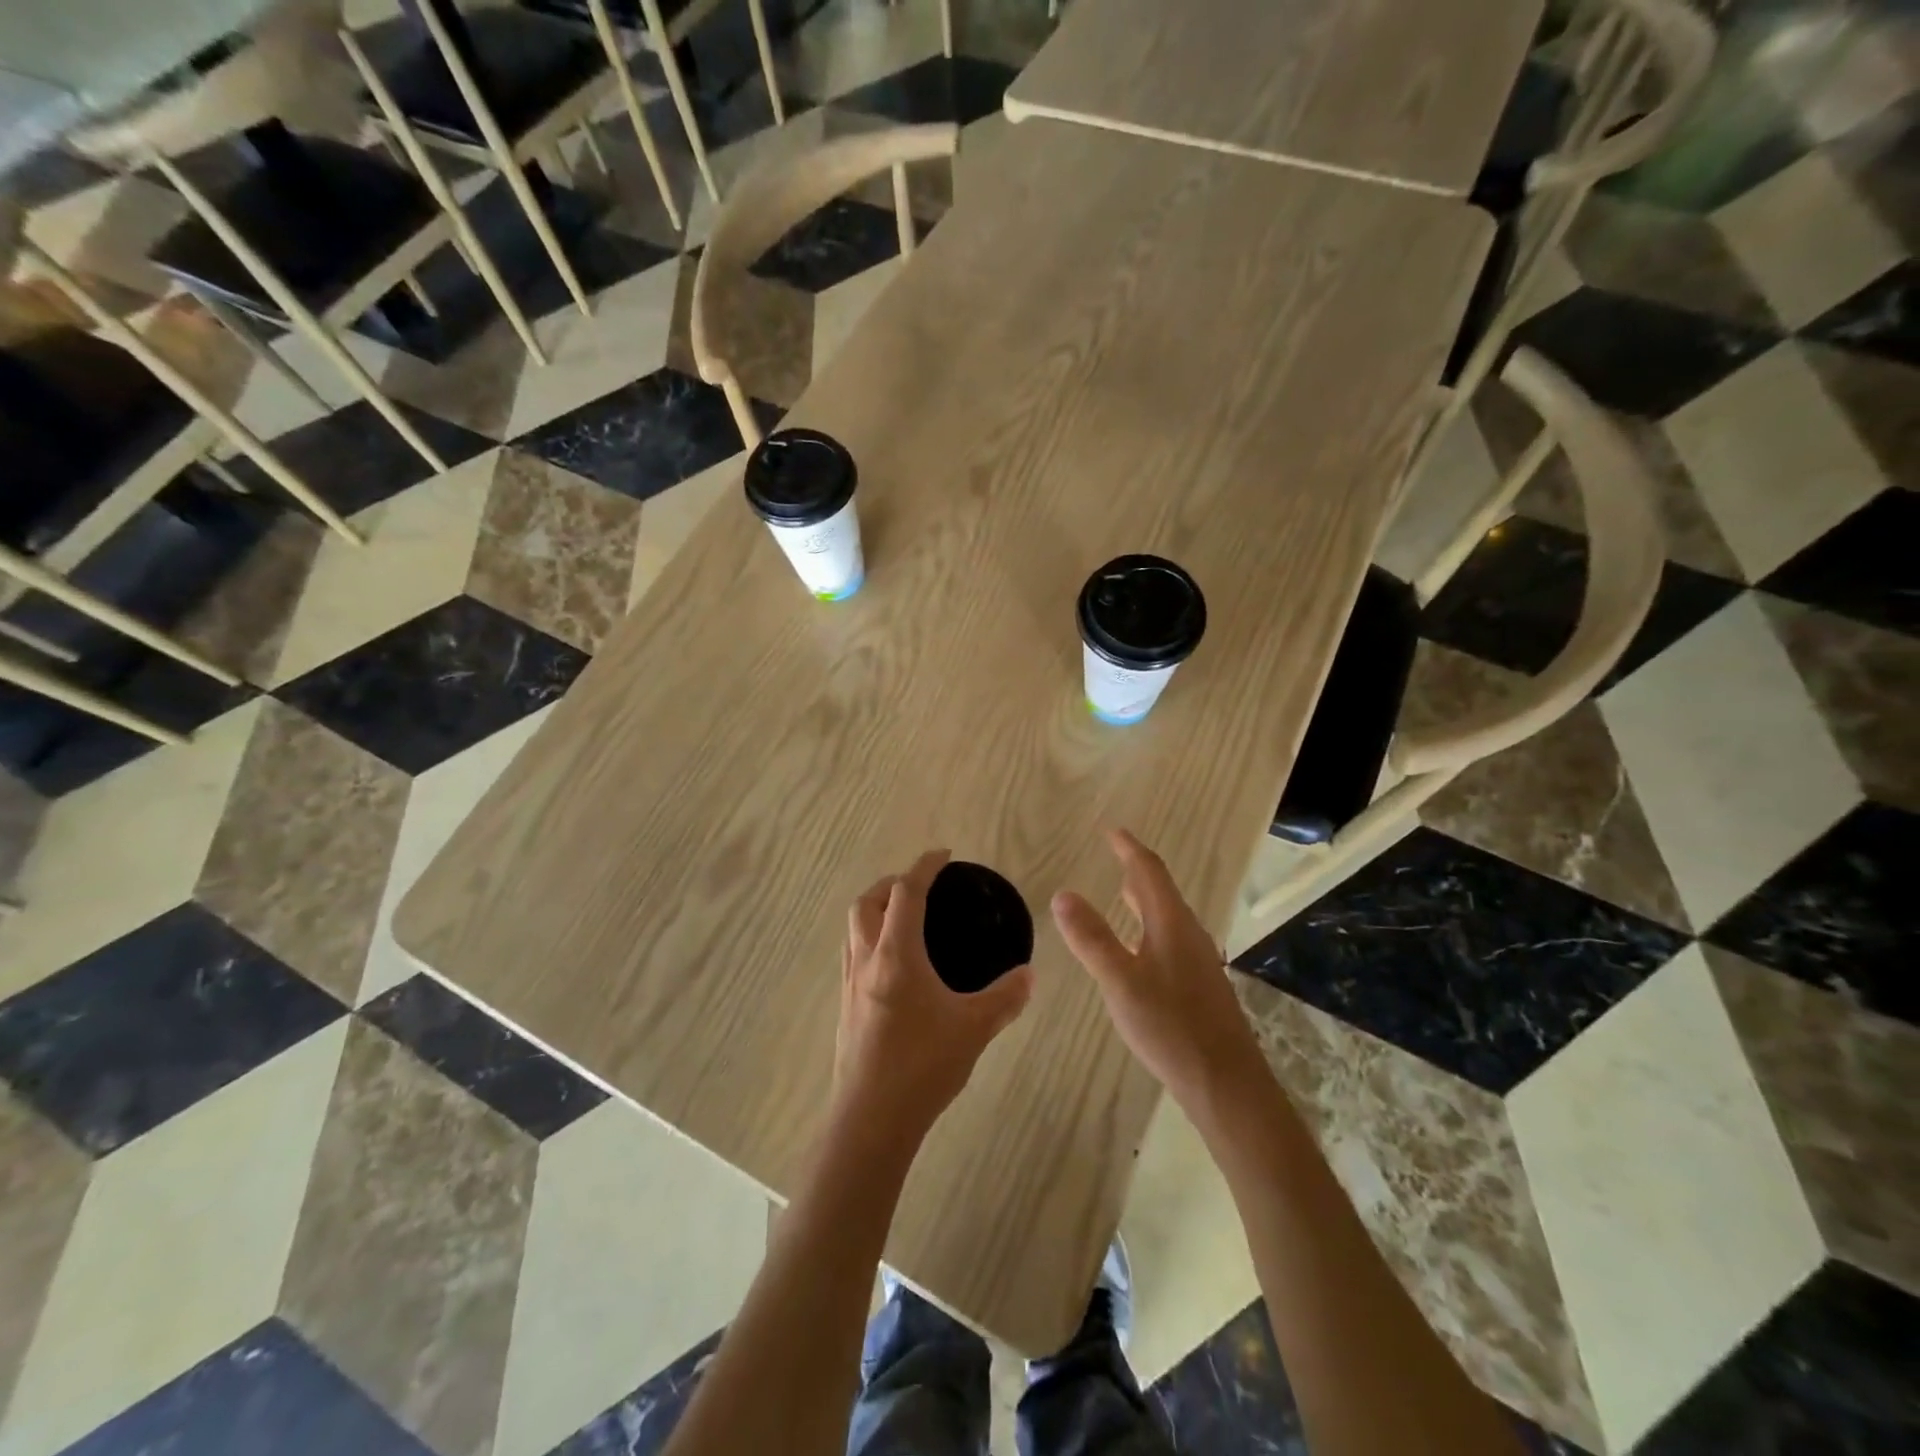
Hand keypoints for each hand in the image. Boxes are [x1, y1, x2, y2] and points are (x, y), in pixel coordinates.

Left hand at [835, 850, 1033, 1146]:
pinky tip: (893, 963)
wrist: (871, 1120)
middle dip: (892, 883)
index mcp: (896, 955)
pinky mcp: (845, 1006)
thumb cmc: (922, 1067)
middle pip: (867, 901)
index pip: (906, 892)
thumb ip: (1005, 998)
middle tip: (921, 886)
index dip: (924, 867)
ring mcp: (850, 983)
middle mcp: (867, 960)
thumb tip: (1029, 975)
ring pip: (853, 926)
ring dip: (875, 908)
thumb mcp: (974, 1029)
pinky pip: (852, 952)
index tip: (943, 855)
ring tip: (904, 917)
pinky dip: (869, 937)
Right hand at [1052, 829, 1263, 1112]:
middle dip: (1137, 870)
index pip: (1149, 872)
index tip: (1112, 831)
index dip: (1129, 849)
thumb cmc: (1170, 1027)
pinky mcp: (1200, 987)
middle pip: (1162, 891)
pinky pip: (1171, 940)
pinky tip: (1140, 950)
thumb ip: (1091, 938)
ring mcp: (1199, 962)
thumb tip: (1063, 894)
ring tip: (1124, 894)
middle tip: (1115, 856)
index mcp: (1172, 924)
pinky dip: (1150, 927)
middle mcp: (1189, 935)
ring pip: (1168, 917)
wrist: (1226, 1084)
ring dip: (1146, 900)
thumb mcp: (1120, 982)